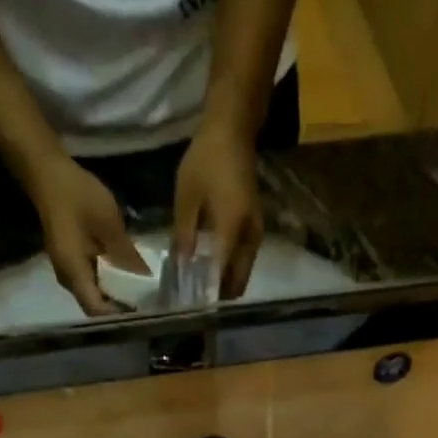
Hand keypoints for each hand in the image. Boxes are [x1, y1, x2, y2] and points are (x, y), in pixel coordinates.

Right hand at [24, 153, 149, 315]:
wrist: (48, 172)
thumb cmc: (77, 195)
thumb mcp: (109, 223)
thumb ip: (126, 254)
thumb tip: (146, 279)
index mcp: (74, 273)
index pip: (97, 310)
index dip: (119, 315)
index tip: (143, 313)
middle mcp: (68, 279)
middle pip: (97, 306)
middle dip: (121, 308)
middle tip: (148, 306)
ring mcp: (69, 272)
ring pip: (95, 294)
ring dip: (116, 294)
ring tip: (142, 293)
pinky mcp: (72, 262)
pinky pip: (93, 281)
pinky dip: (110, 281)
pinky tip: (128, 276)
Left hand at [173, 121, 262, 299]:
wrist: (233, 130)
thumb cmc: (206, 159)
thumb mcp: (186, 197)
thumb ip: (184, 235)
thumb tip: (182, 267)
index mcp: (231, 229)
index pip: (221, 273)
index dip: (208, 293)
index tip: (193, 307)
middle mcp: (249, 236)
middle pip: (238, 280)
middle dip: (220, 295)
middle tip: (198, 304)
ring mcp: (255, 233)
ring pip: (243, 272)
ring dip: (226, 284)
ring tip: (204, 292)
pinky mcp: (254, 228)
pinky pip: (244, 260)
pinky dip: (231, 270)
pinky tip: (214, 271)